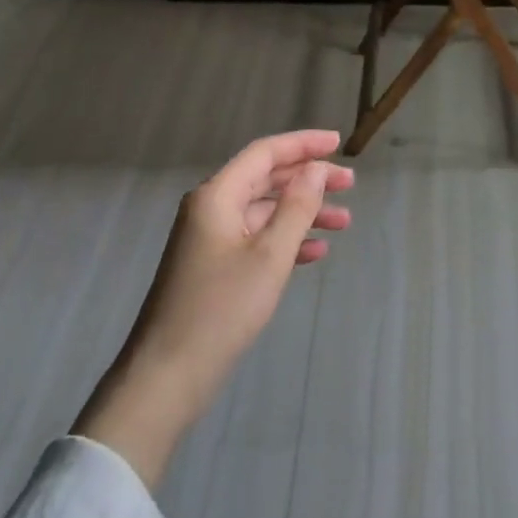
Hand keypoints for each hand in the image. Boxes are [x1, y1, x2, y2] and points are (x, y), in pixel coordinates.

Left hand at [76, 130, 352, 483]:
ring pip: (264, 211)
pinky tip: (316, 252)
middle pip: (266, 179)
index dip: (303, 144)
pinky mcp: (214, 267)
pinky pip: (256, 239)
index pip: (265, 153)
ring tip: (344, 221)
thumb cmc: (221, 308)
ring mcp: (210, 239)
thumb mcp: (269, 255)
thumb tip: (315, 170)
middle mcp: (211, 209)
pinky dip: (286, 240)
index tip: (339, 143)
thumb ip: (296, 207)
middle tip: (350, 184)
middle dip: (309, 179)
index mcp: (217, 196)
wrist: (167, 375)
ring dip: (303, 212)